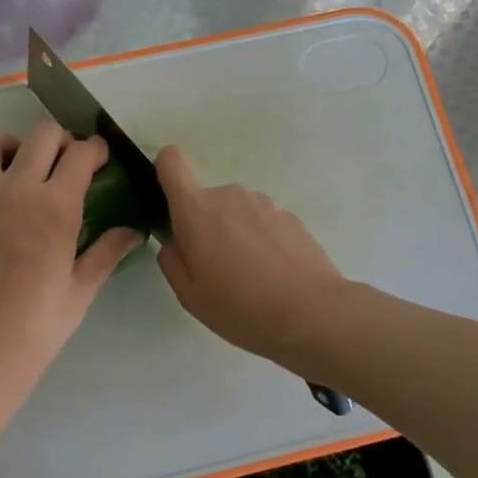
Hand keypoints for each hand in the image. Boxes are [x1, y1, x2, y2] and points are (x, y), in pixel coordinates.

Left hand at [0, 124, 143, 380]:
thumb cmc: (40, 323)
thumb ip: (108, 251)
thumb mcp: (82, 288)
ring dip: (13, 147)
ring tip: (22, 169)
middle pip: (40, 136)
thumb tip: (135, 231)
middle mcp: (15, 190)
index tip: (99, 157)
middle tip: (66, 162)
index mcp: (56, 206)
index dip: (95, 149)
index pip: (80, 154)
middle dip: (61, 140)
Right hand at [154, 146, 349, 366]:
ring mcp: (265, 203)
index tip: (169, 203)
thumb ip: (172, 261)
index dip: (165, 173)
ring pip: (236, 212)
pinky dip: (262, 241)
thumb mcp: (190, 296)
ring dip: (235, 234)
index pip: (171, 162)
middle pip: (206, 200)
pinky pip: (263, 222)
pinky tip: (274, 275)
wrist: (311, 314)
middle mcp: (230, 196)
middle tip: (217, 270)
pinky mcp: (291, 217)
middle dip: (205, 226)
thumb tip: (176, 243)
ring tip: (250, 277)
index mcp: (197, 210)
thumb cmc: (240, 308)